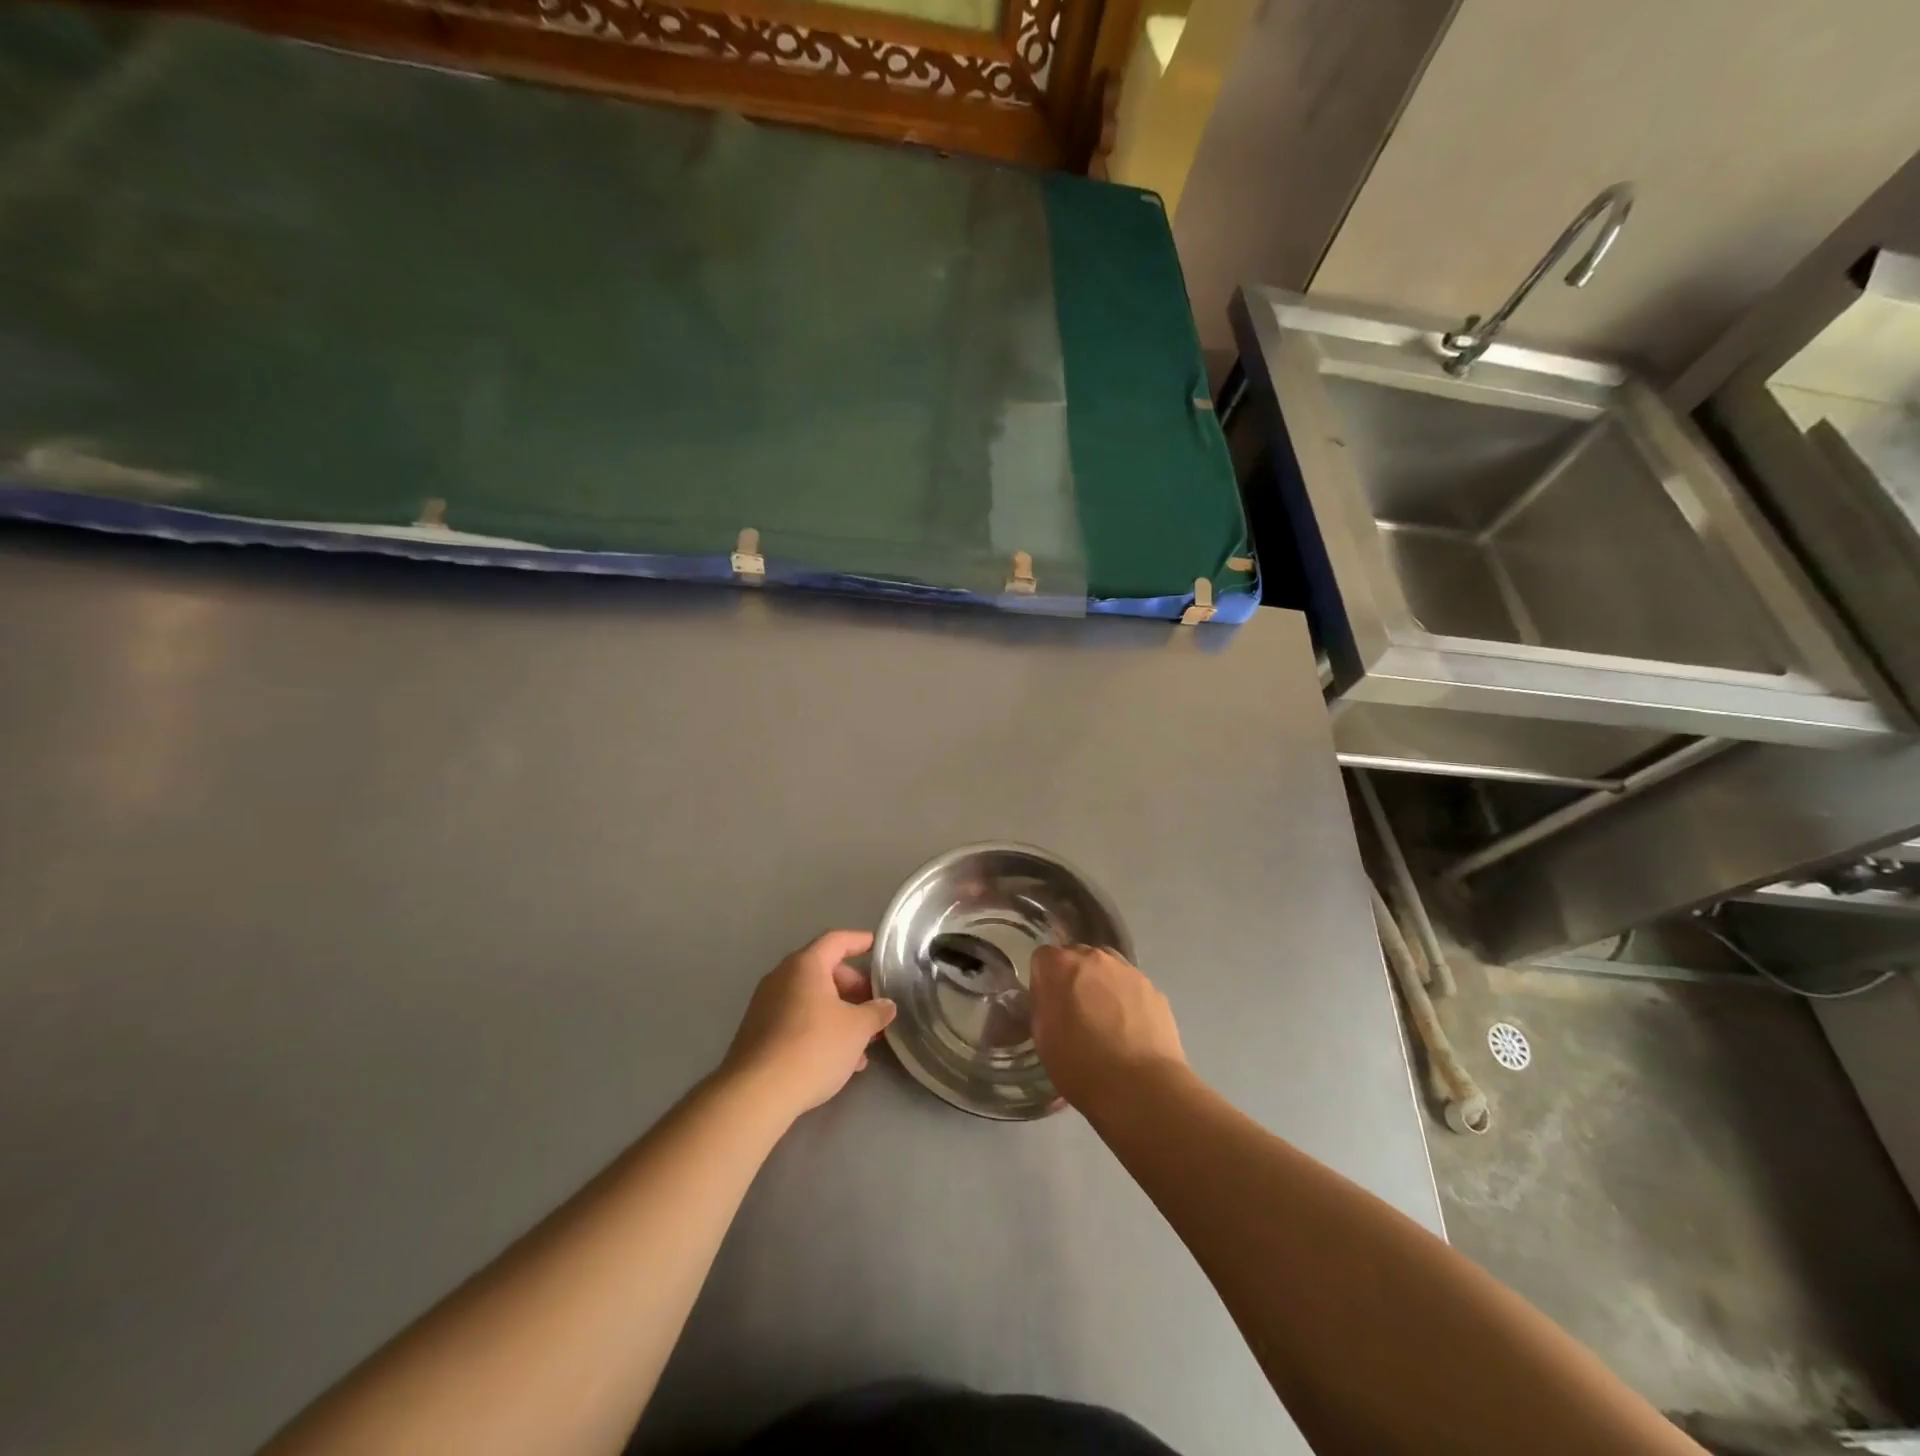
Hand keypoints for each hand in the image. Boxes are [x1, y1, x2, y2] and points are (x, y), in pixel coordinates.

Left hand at [721, 930, 896, 1123]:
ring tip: (862, 1041)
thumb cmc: (813, 1047)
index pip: (836, 940)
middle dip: (852, 987)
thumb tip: (886, 1006)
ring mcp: (766, 1005)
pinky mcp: (758, 1033)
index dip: (859, 941)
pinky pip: (796, 1020)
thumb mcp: (857, 1029)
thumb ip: (876, 1012)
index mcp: (805, 965)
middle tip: (873, 1006)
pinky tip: (838, 1060)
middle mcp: (782, 977)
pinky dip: (819, 1029)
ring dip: (838, 1014)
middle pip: (823, 971)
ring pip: (811, 999)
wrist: (756, 1093)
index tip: (877, 946)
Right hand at [1030, 943, 1185, 1108]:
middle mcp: (1094, 957)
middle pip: (1077, 957)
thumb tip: (1049, 999)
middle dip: (1073, 978)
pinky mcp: (1153, 989)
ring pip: (1107, 968)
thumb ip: (1042, 1006)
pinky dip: (1126, 1000)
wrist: (1141, 1088)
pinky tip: (1130, 1030)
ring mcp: (1128, 970)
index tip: (1047, 1005)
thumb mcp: (1042, 1039)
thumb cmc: (1081, 1066)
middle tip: (1075, 1012)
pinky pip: (1131, 987)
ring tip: (1105, 1020)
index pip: (1042, 958)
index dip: (1043, 981)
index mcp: (1060, 966)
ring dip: (1101, 984)